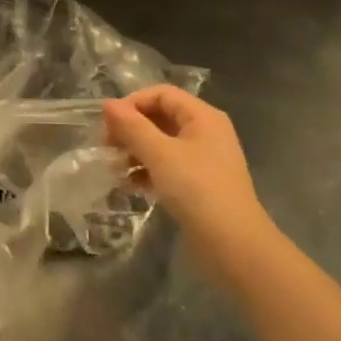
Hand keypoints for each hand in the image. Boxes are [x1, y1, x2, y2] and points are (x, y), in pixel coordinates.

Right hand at [103, 86, 265, 236]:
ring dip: (136, 152)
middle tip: (107, 147)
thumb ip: (132, 126)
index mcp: (202, 116)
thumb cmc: (197, 189)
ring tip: (115, 169)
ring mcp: (204, 159)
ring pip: (162, 143)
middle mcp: (206, 132)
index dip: (132, 103)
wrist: (234, 245)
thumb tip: (107, 104)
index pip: (161, 94)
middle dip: (131, 130)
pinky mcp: (200, 184)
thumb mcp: (159, 154)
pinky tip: (132, 185)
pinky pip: (168, 166)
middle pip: (160, 117)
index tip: (108, 125)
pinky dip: (148, 171)